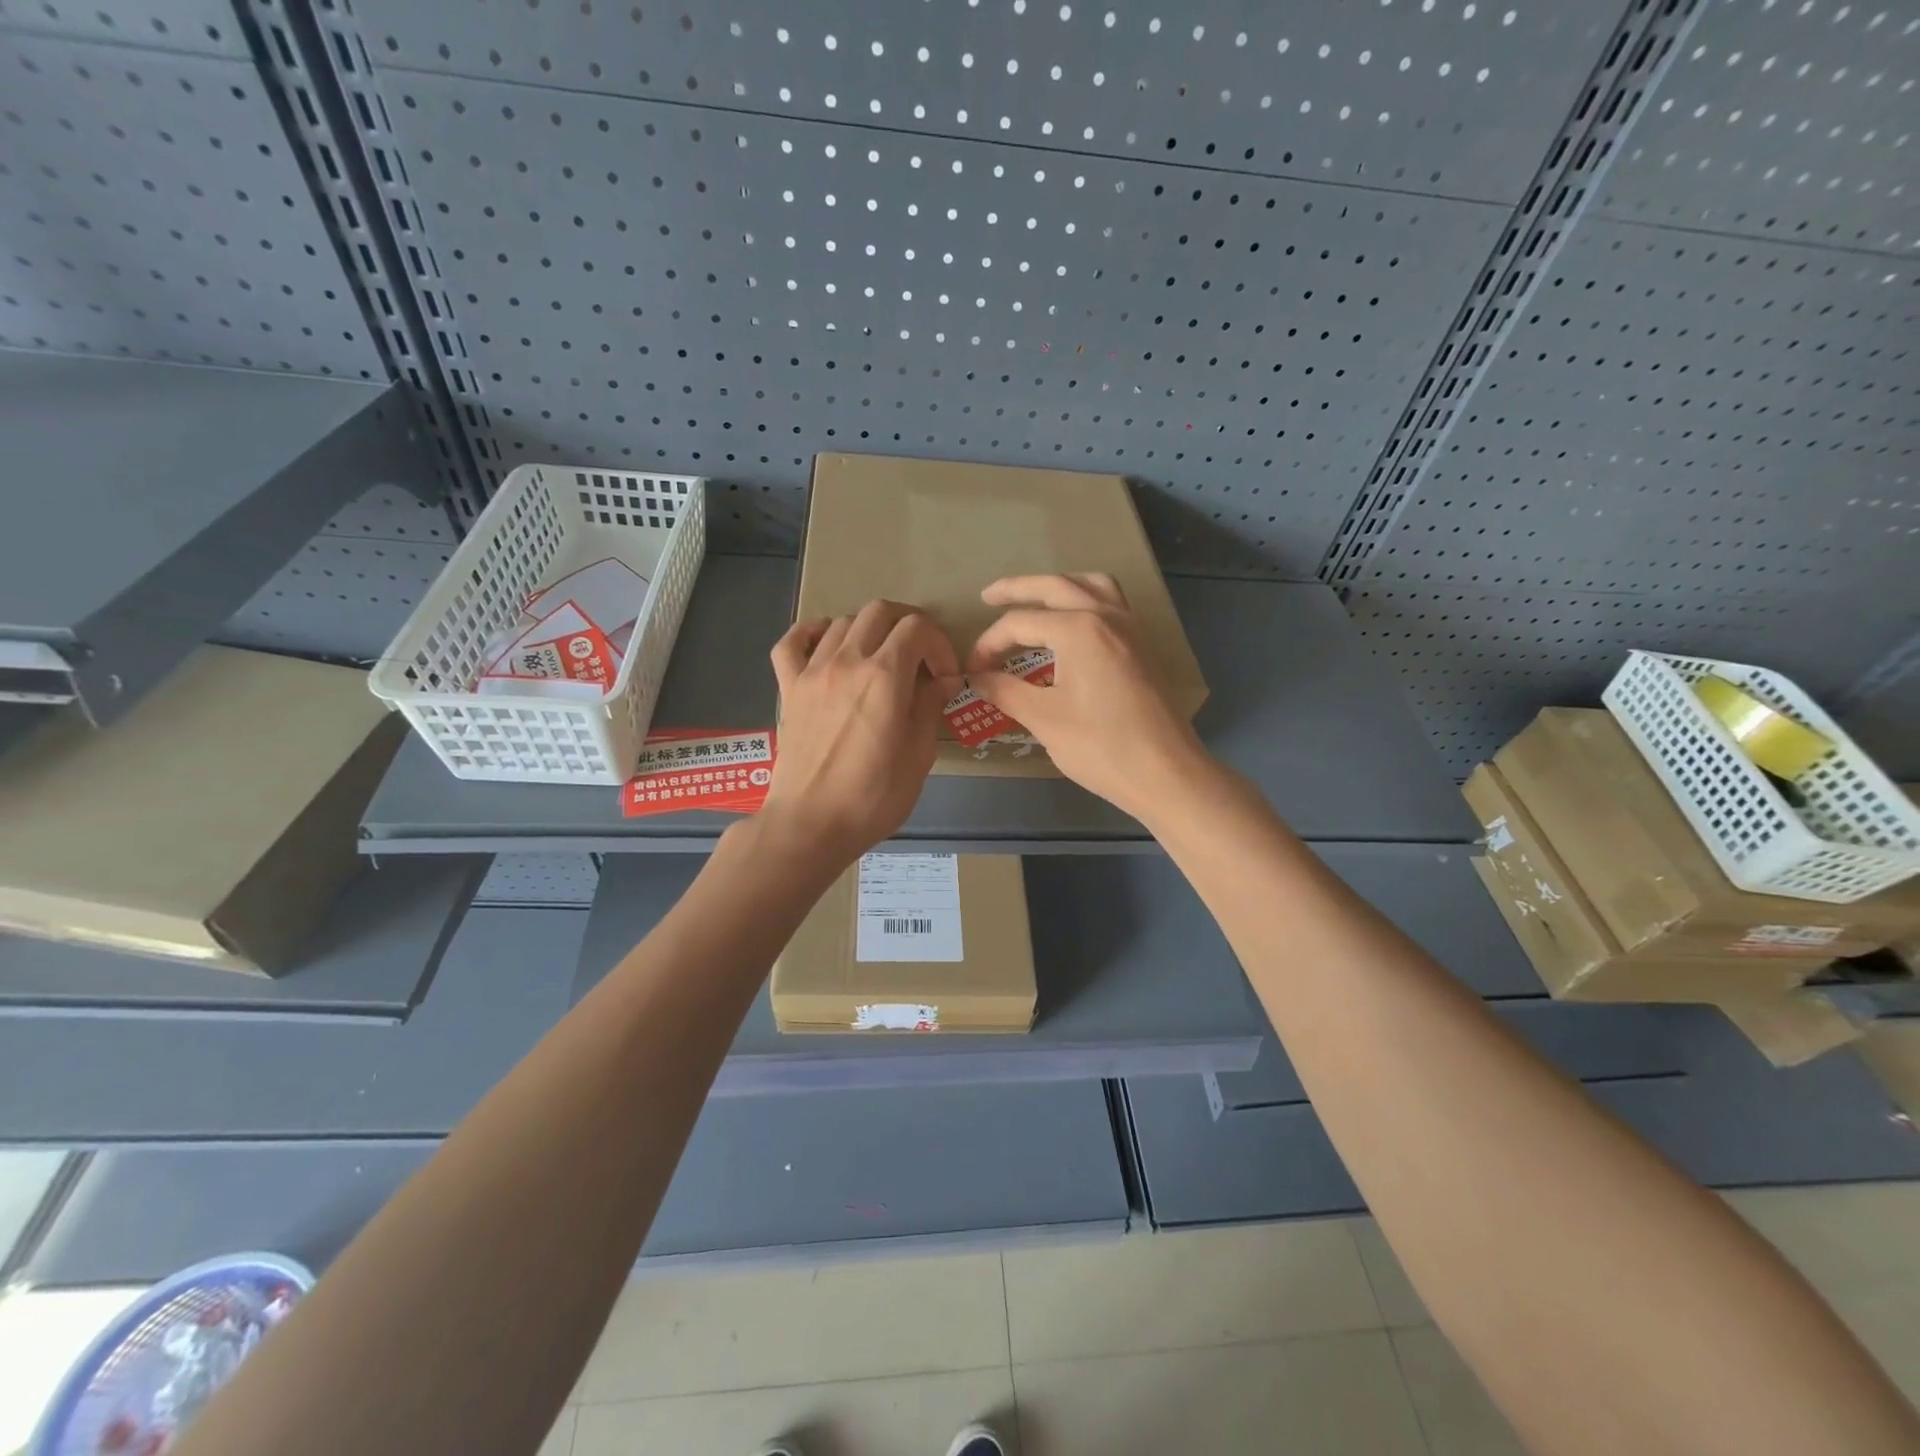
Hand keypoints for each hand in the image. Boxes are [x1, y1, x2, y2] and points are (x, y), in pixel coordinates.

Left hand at [762, 599, 960, 863]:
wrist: (810, 824)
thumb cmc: (873, 798)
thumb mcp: (918, 756)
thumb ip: (929, 707)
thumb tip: (942, 681)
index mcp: (884, 676)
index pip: (917, 628)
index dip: (939, 644)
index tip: (945, 676)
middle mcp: (847, 661)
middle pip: (880, 611)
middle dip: (908, 625)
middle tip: (919, 658)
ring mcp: (812, 671)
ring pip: (843, 621)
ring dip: (869, 632)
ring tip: (880, 661)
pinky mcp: (788, 687)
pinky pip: (792, 642)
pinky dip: (812, 633)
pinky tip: (828, 645)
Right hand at [966, 574, 1208, 820]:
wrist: (1166, 773)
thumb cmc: (1101, 746)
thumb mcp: (1044, 719)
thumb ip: (1006, 691)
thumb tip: (977, 678)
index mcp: (1079, 629)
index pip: (1020, 623)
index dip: (989, 644)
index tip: (972, 670)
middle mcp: (1106, 616)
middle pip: (1054, 587)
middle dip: (1017, 589)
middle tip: (988, 597)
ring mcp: (1130, 628)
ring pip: (1090, 586)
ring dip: (1059, 587)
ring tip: (1036, 601)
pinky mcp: (1142, 646)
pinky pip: (1111, 604)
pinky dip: (1086, 601)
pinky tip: (1073, 626)